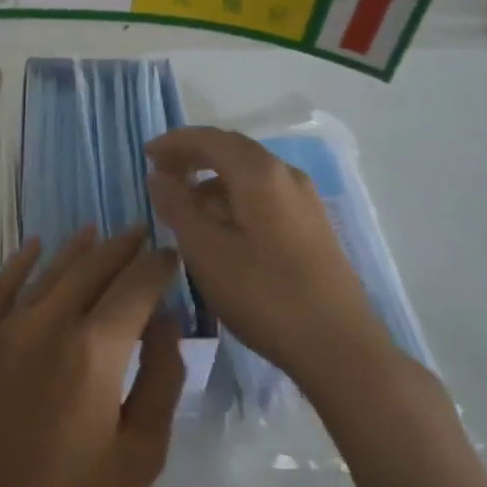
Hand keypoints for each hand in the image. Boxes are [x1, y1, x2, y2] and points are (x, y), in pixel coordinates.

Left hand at [0, 227, 185, 486]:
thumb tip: (166, 323)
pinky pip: (1, 287)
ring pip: (50, 271)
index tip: (171, 255)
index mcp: (96, 350)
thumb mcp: (141, 454)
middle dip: (122, 248)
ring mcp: (7, 329)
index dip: (157, 266)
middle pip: (93, 268)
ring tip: (99, 232)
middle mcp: (50, 323)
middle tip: (141, 232)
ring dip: (78, 249)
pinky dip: (21, 262)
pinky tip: (36, 245)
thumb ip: (161, 380)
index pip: (135, 287)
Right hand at [145, 127, 391, 386]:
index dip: (174, 142)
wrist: (340, 347)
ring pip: (250, 173)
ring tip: (186, 205)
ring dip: (213, 179)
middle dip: (193, 156)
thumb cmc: (264, 295)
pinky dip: (235, 196)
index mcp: (259, 173)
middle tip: (161, 173)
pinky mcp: (313, 225)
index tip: (146, 154)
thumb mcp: (205, 251)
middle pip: (232, 149)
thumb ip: (177, 206)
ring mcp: (305, 200)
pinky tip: (222, 227)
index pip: (209, 138)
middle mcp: (286, 175)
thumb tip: (159, 176)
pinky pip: (265, 193)